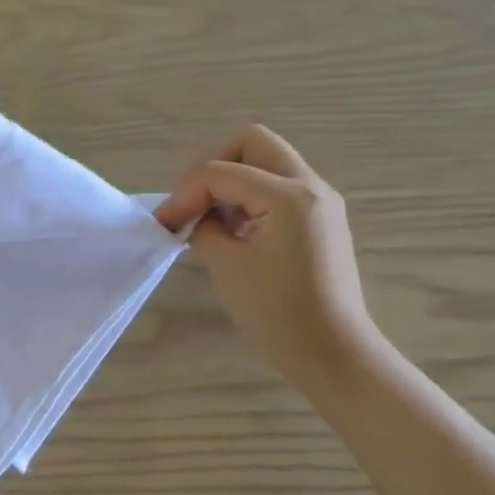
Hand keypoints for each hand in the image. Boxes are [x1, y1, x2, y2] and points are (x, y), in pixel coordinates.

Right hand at [155, 126, 377, 384]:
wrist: (331, 351)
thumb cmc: (276, 311)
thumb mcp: (225, 264)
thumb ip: (203, 227)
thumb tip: (197, 217)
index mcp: (288, 195)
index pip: (219, 171)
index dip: (183, 194)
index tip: (163, 225)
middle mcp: (311, 186)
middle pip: (252, 144)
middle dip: (213, 167)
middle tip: (192, 203)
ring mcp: (320, 202)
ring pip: (267, 164)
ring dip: (231, 183)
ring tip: (210, 223)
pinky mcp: (320, 220)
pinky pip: (278, 189)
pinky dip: (250, 199)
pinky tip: (234, 234)